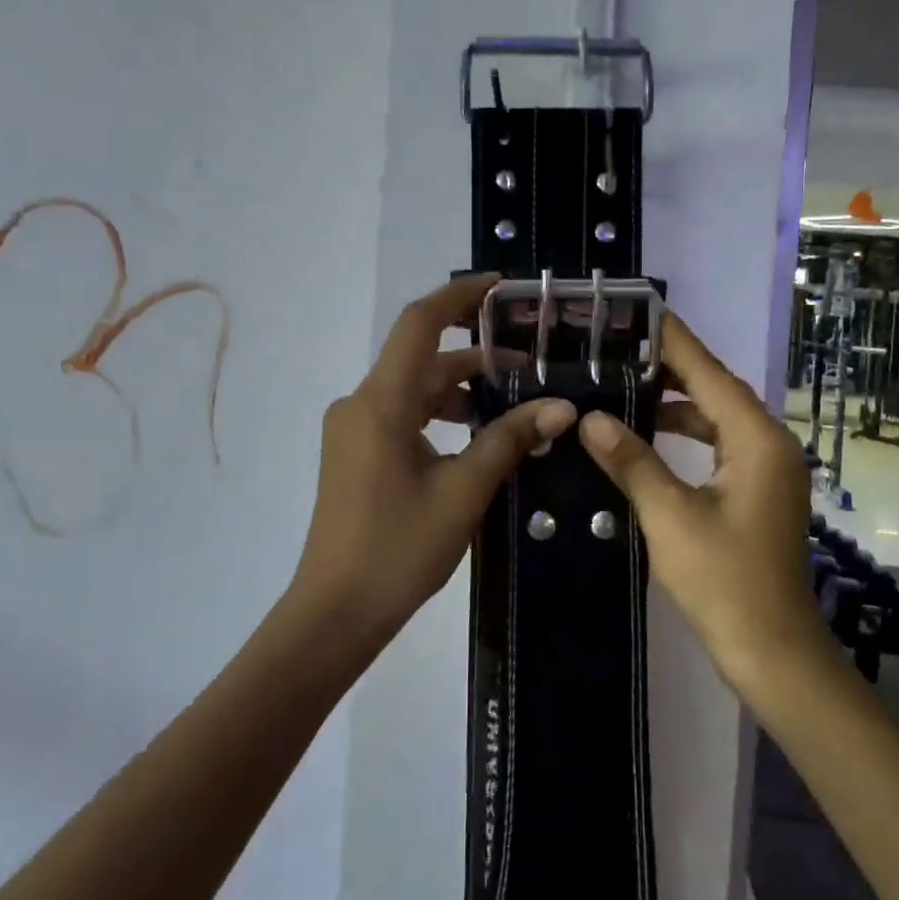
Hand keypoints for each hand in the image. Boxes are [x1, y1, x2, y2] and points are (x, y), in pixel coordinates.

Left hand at [288, 275, 576, 641]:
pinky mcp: (356, 454)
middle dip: (475, 358)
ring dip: (460, 391)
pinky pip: (402, 416)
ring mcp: (354, 430)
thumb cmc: (399, 549)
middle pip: (422, 360)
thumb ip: (509, 440)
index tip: (500, 287)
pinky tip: (476, 438)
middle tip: (530, 366)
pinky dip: (440, 415)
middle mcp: (360, 405)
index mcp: (380, 403)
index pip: (419, 325)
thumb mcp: (464, 491)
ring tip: (512, 406)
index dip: (458, 297)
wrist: (336, 612)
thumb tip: (561, 408)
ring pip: (414, 390)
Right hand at [576, 314, 824, 684]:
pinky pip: (722, 445)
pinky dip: (689, 434)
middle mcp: (770, 445)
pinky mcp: (760, 492)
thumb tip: (591, 419)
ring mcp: (769, 470)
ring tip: (627, 385)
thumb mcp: (669, 517)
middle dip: (672, 368)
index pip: (710, 373)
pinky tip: (653, 436)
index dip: (674, 341)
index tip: (640, 310)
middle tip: (620, 348)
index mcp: (757, 441)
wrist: (773, 651)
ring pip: (719, 418)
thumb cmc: (724, 582)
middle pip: (717, 390)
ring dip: (679, 402)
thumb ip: (631, 461)